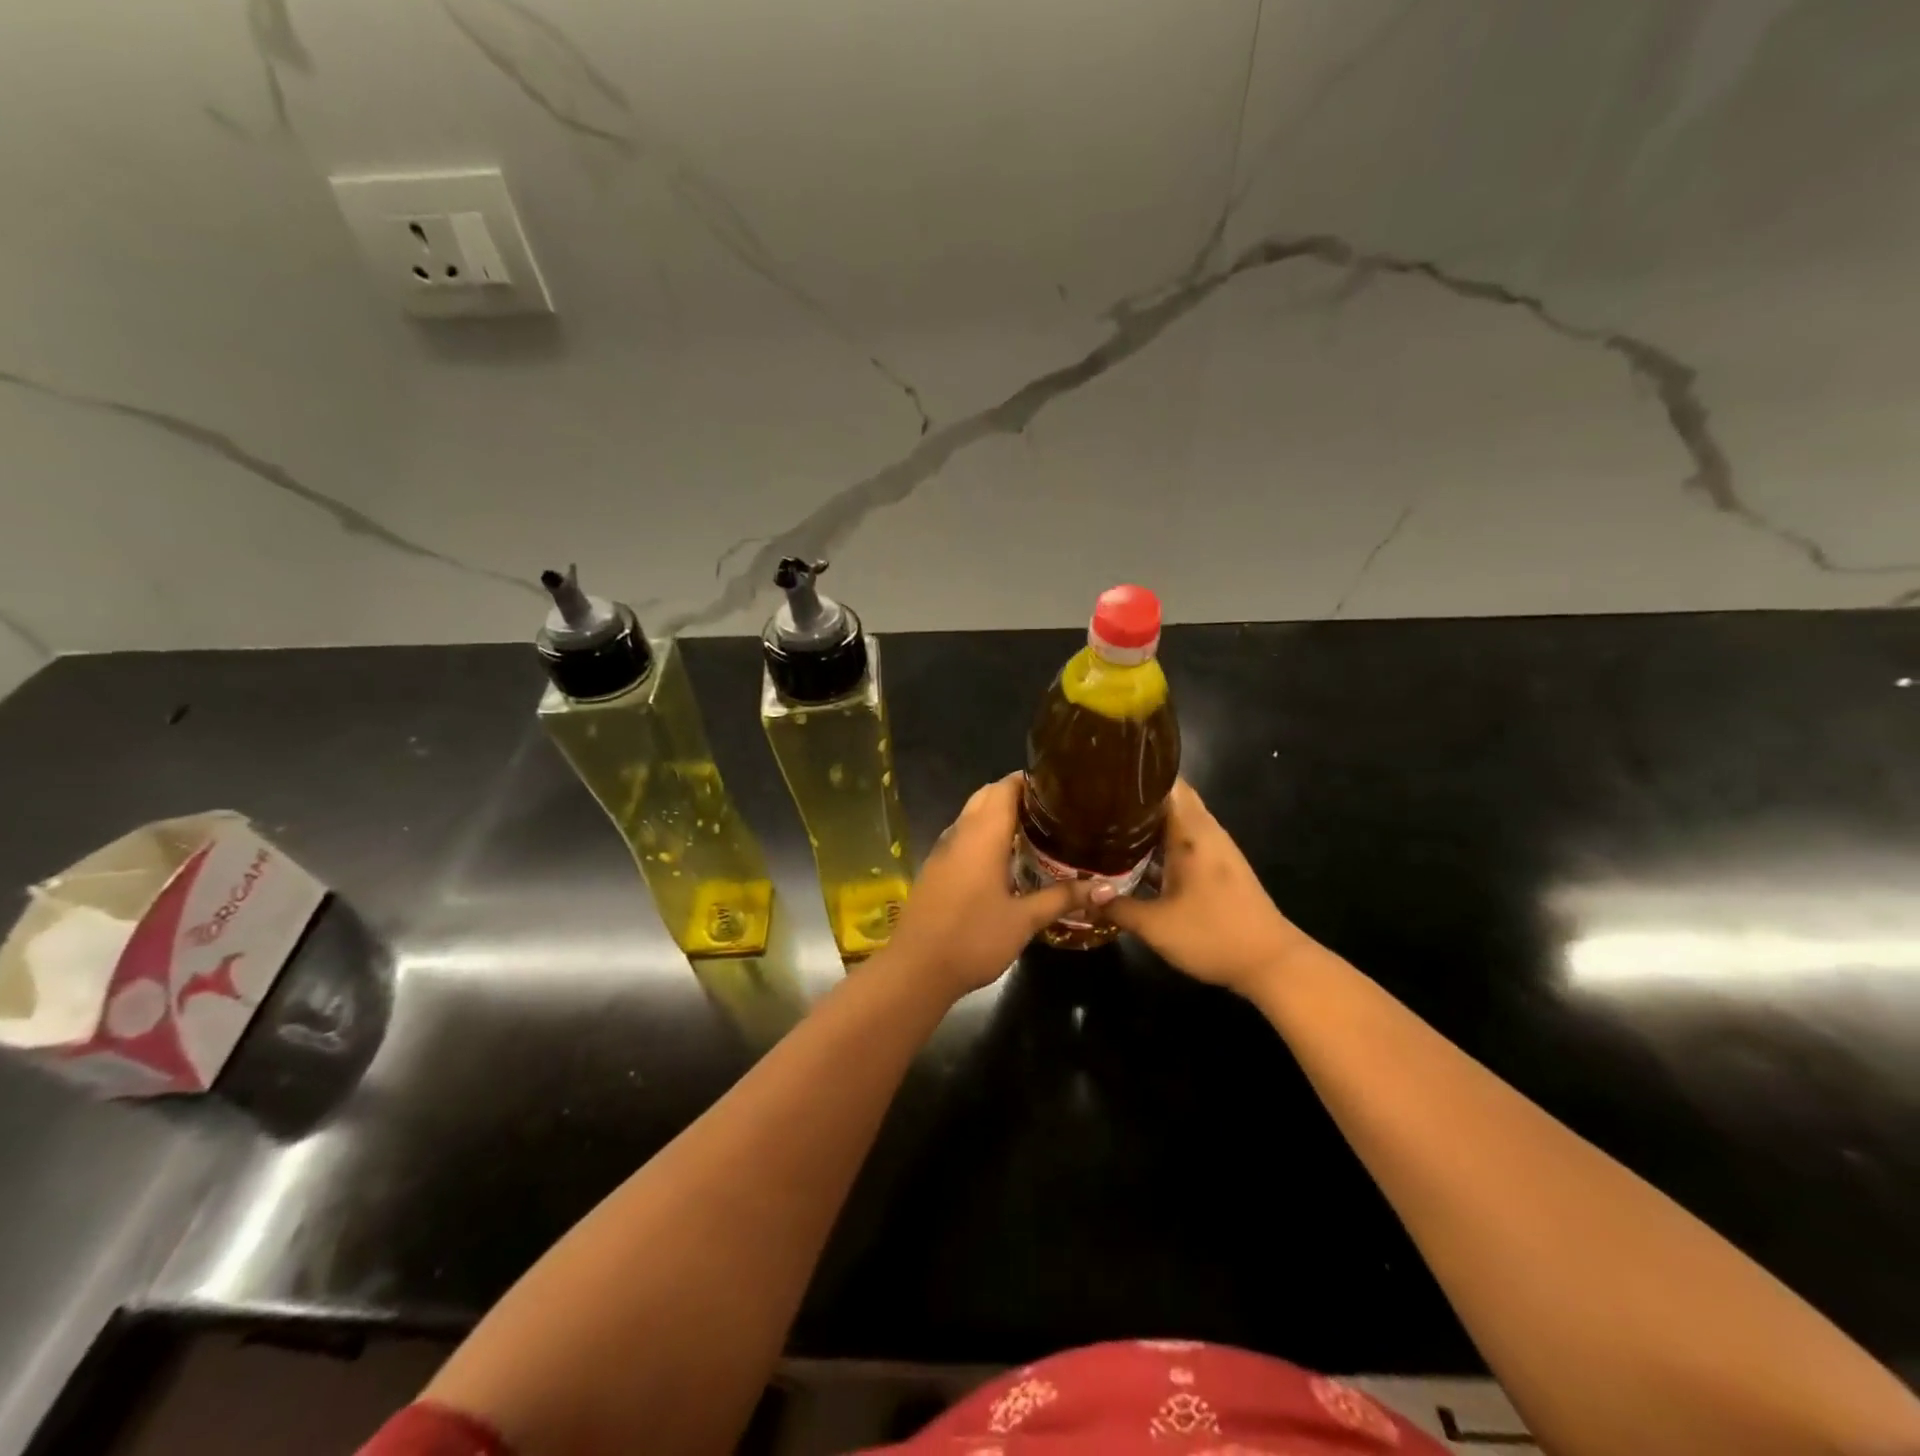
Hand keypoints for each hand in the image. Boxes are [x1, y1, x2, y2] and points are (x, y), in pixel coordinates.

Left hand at [882, 774, 1094, 995]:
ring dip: (998, 815)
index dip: (1030, 782)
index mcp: (983, 835)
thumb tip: (1106, 888)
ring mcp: (942, 851)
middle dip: (1016, 796)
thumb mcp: (1024, 920)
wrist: (916, 969)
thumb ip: (1063, 898)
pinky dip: (983, 836)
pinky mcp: (935, 869)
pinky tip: (1004, 861)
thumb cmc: (973, 938)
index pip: (1004, 788)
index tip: (1059, 789)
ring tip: (1034, 832)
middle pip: (986, 796)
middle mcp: (960, 834)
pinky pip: (962, 837)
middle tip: (1052, 812)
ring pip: (971, 816)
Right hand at [1095, 779, 1309, 995]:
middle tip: (1098, 799)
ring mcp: (1216, 849)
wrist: (1271, 963)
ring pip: (1179, 819)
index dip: (1137, 774)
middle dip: (1137, 796)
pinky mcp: (1219, 867)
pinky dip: (1162, 839)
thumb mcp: (1155, 926)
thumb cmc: (1213, 935)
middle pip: (1171, 798)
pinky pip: (1185, 839)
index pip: (1167, 783)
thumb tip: (1084, 896)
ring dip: (1149, 819)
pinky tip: (1137, 855)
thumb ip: (1116, 907)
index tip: (1105, 774)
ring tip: (1109, 821)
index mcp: (1191, 833)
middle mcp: (1205, 832)